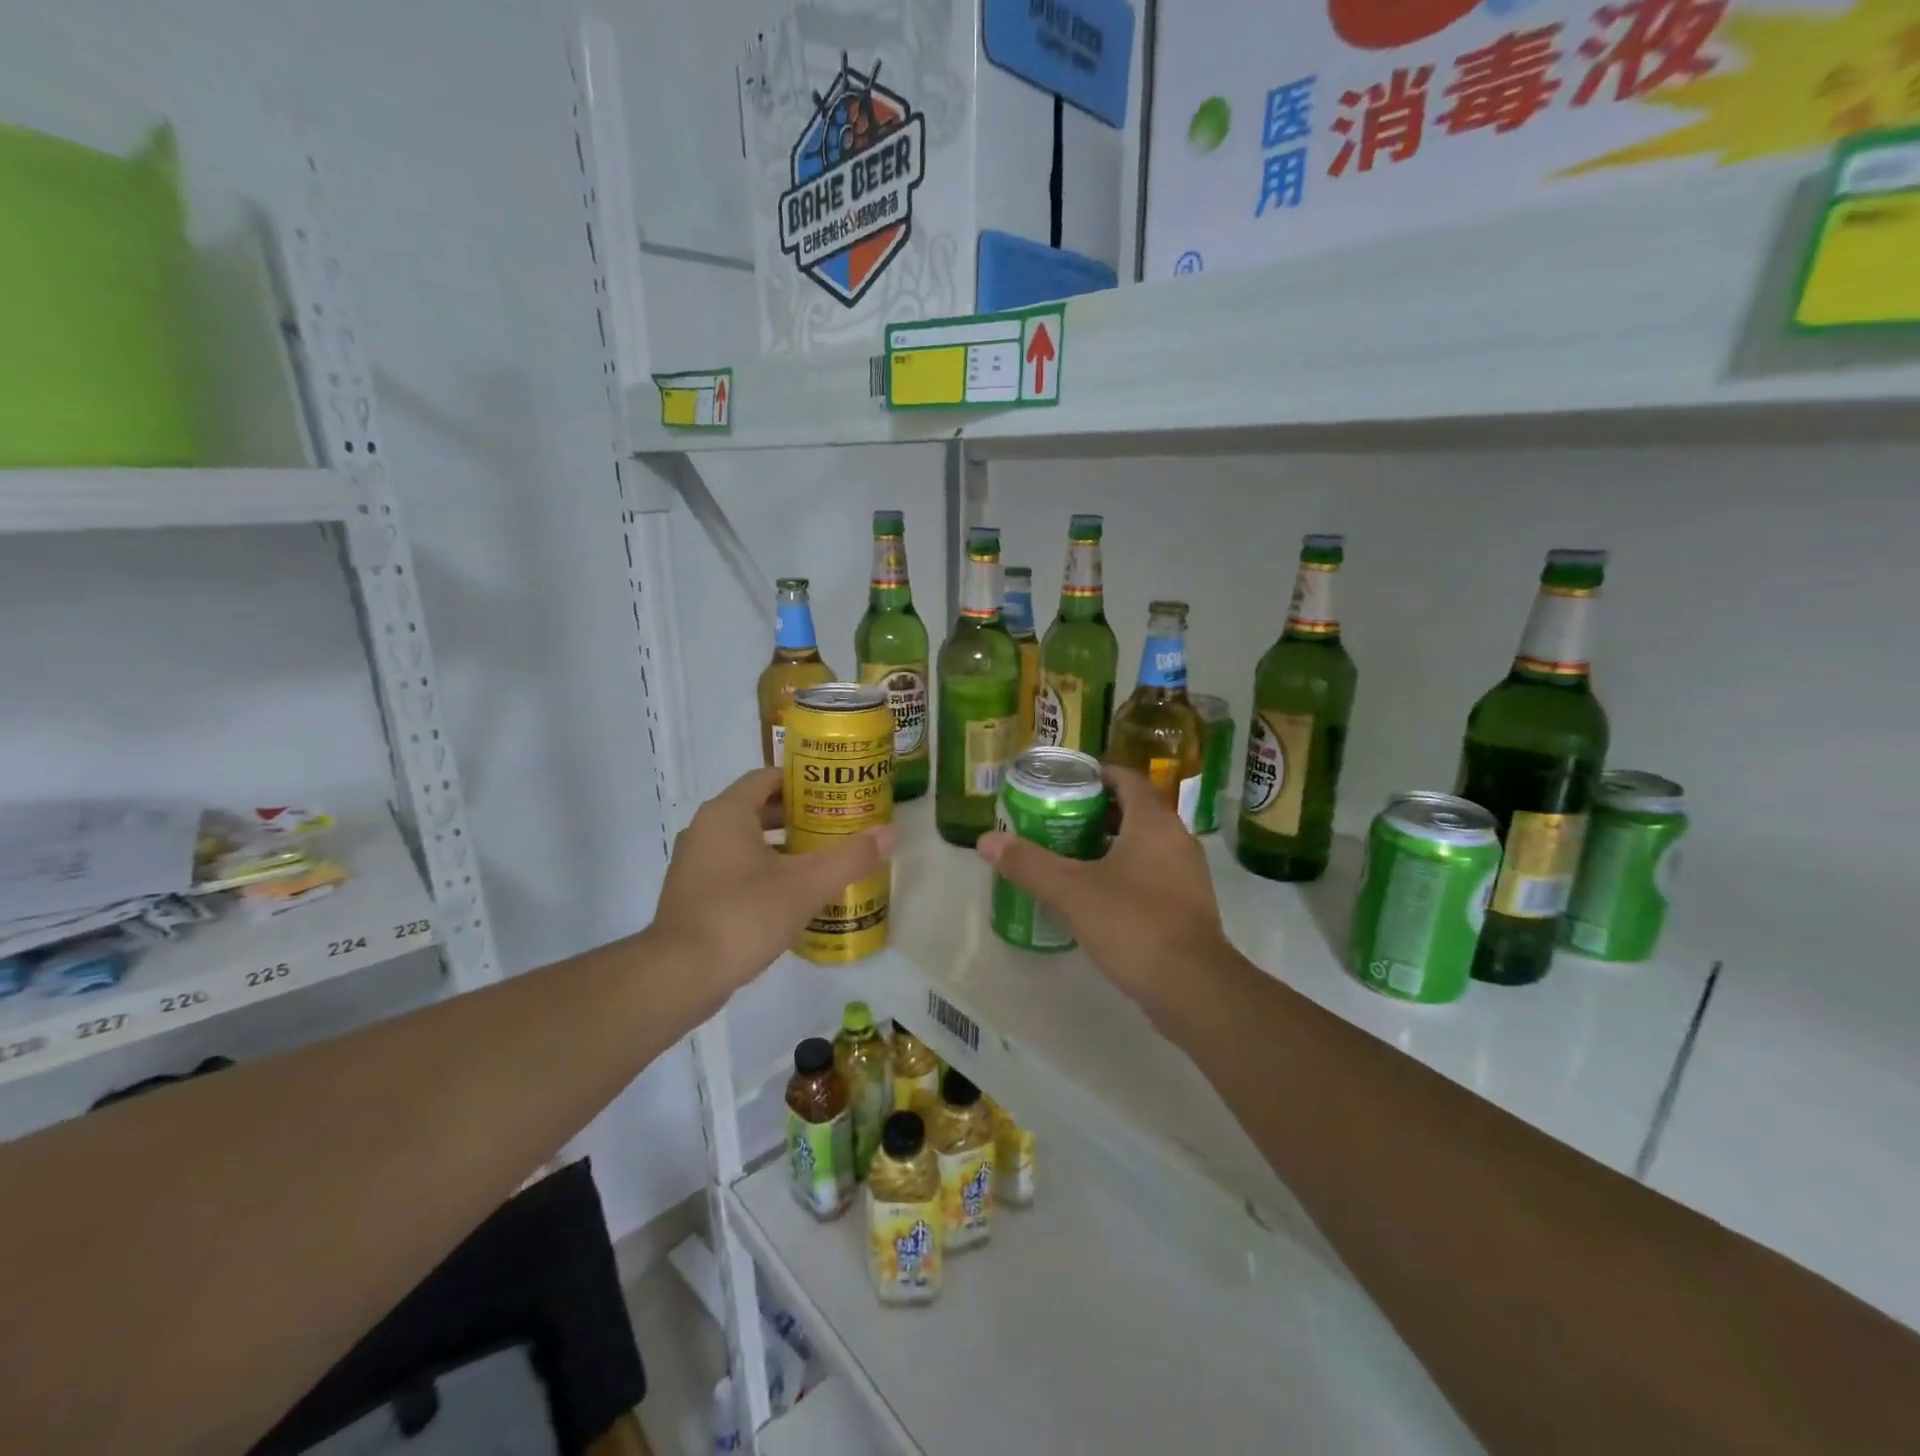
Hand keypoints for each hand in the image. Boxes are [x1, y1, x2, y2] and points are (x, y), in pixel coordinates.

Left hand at [650, 768, 894, 999]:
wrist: (680, 974)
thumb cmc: (743, 915)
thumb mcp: (806, 885)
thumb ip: (850, 857)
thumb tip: (891, 832)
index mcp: (727, 813)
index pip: (768, 777)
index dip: (803, 780)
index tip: (835, 792)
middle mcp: (705, 829)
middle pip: (757, 808)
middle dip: (798, 814)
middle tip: (836, 824)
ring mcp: (695, 863)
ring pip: (746, 840)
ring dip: (782, 845)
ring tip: (821, 857)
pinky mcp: (693, 894)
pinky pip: (734, 867)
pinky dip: (763, 869)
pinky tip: (792, 893)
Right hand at [976, 767, 1229, 1028]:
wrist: (1193, 988)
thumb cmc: (1133, 924)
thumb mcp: (1071, 891)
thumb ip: (1028, 863)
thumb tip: (985, 840)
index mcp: (1153, 822)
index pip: (1126, 778)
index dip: (1095, 775)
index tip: (1063, 784)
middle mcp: (1177, 839)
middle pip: (1134, 810)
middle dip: (1096, 812)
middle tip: (1057, 820)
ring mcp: (1188, 874)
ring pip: (1145, 844)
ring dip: (1110, 844)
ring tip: (1070, 856)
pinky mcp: (1189, 906)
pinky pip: (1153, 874)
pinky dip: (1126, 873)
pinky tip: (1096, 895)